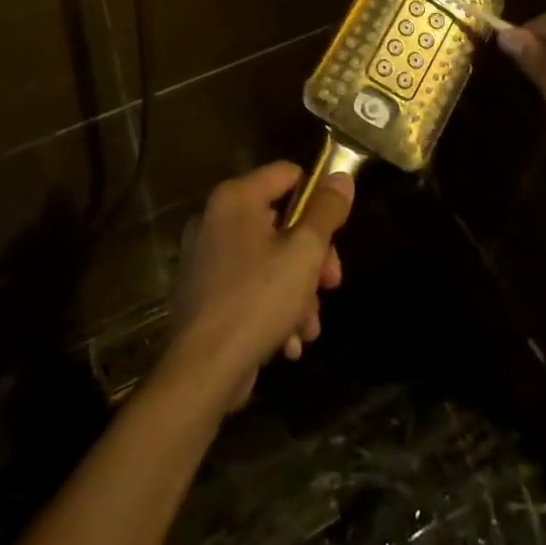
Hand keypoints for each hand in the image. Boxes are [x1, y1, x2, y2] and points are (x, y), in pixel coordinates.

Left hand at [160, 162, 353, 415]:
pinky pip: (250, 288)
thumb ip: (326, 212)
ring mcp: (208, 258)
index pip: (287, 174)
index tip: (337, 231)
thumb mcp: (304, 253)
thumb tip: (342, 177)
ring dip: (298, 292)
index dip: (317, 197)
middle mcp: (216, 219)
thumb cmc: (257, 300)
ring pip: (270, 261)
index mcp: (236, 198)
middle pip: (281, 222)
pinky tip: (289, 343)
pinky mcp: (206, 294)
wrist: (203, 370)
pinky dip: (273, 309)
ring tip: (309, 326)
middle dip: (312, 257)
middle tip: (331, 284)